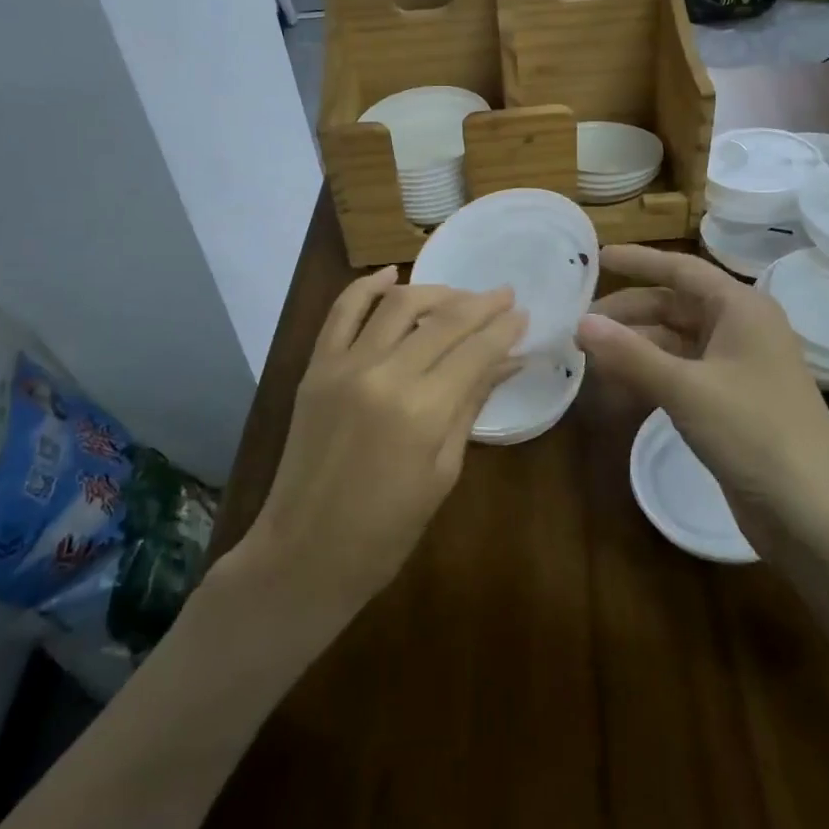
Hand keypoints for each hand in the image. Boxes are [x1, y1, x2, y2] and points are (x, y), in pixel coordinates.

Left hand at [238, 268, 524, 617]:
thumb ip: (472, 404)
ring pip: (397, 305)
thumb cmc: (386, 530)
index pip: (475, 350)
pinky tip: (390, 274)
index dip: (504, 328)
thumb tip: (509, 360)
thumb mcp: (443, 471)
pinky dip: (366, 286)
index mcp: (423, 411)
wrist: (304, 553)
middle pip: (443, 321)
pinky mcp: (316, 367)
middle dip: (480, 304)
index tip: (523, 313)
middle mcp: (384, 374)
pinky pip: (341, 311)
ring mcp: (345, 366)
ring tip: (460, 295)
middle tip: (505, 295)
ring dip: (435, 291)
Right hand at [575, 246, 828, 551]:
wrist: (815, 514)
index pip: (682, 270)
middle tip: (580, 326)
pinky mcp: (732, 403)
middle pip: (675, 307)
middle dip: (628, 313)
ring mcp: (738, 368)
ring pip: (676, 343)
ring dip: (635, 347)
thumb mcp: (687, 389)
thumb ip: (631, 354)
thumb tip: (581, 321)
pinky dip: (650, 376)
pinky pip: (682, 374)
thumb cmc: (755, 433)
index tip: (598, 258)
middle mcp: (741, 329)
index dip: (639, 262)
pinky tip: (618, 387)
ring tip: (589, 357)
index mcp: (742, 308)